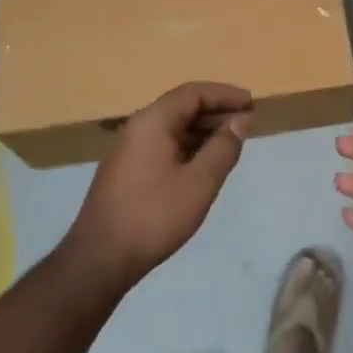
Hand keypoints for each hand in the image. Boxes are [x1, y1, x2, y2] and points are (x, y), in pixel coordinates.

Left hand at [67, 83, 252, 291]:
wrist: (100, 259)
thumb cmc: (154, 215)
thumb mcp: (199, 182)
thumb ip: (223, 147)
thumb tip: (239, 121)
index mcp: (152, 122)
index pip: (193, 93)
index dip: (225, 95)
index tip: (252, 103)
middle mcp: (138, 128)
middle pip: (182, 107)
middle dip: (216, 112)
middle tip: (247, 123)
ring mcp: (129, 151)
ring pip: (172, 128)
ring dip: (203, 131)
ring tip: (231, 144)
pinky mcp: (127, 172)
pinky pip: (163, 146)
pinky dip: (188, 147)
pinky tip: (204, 164)